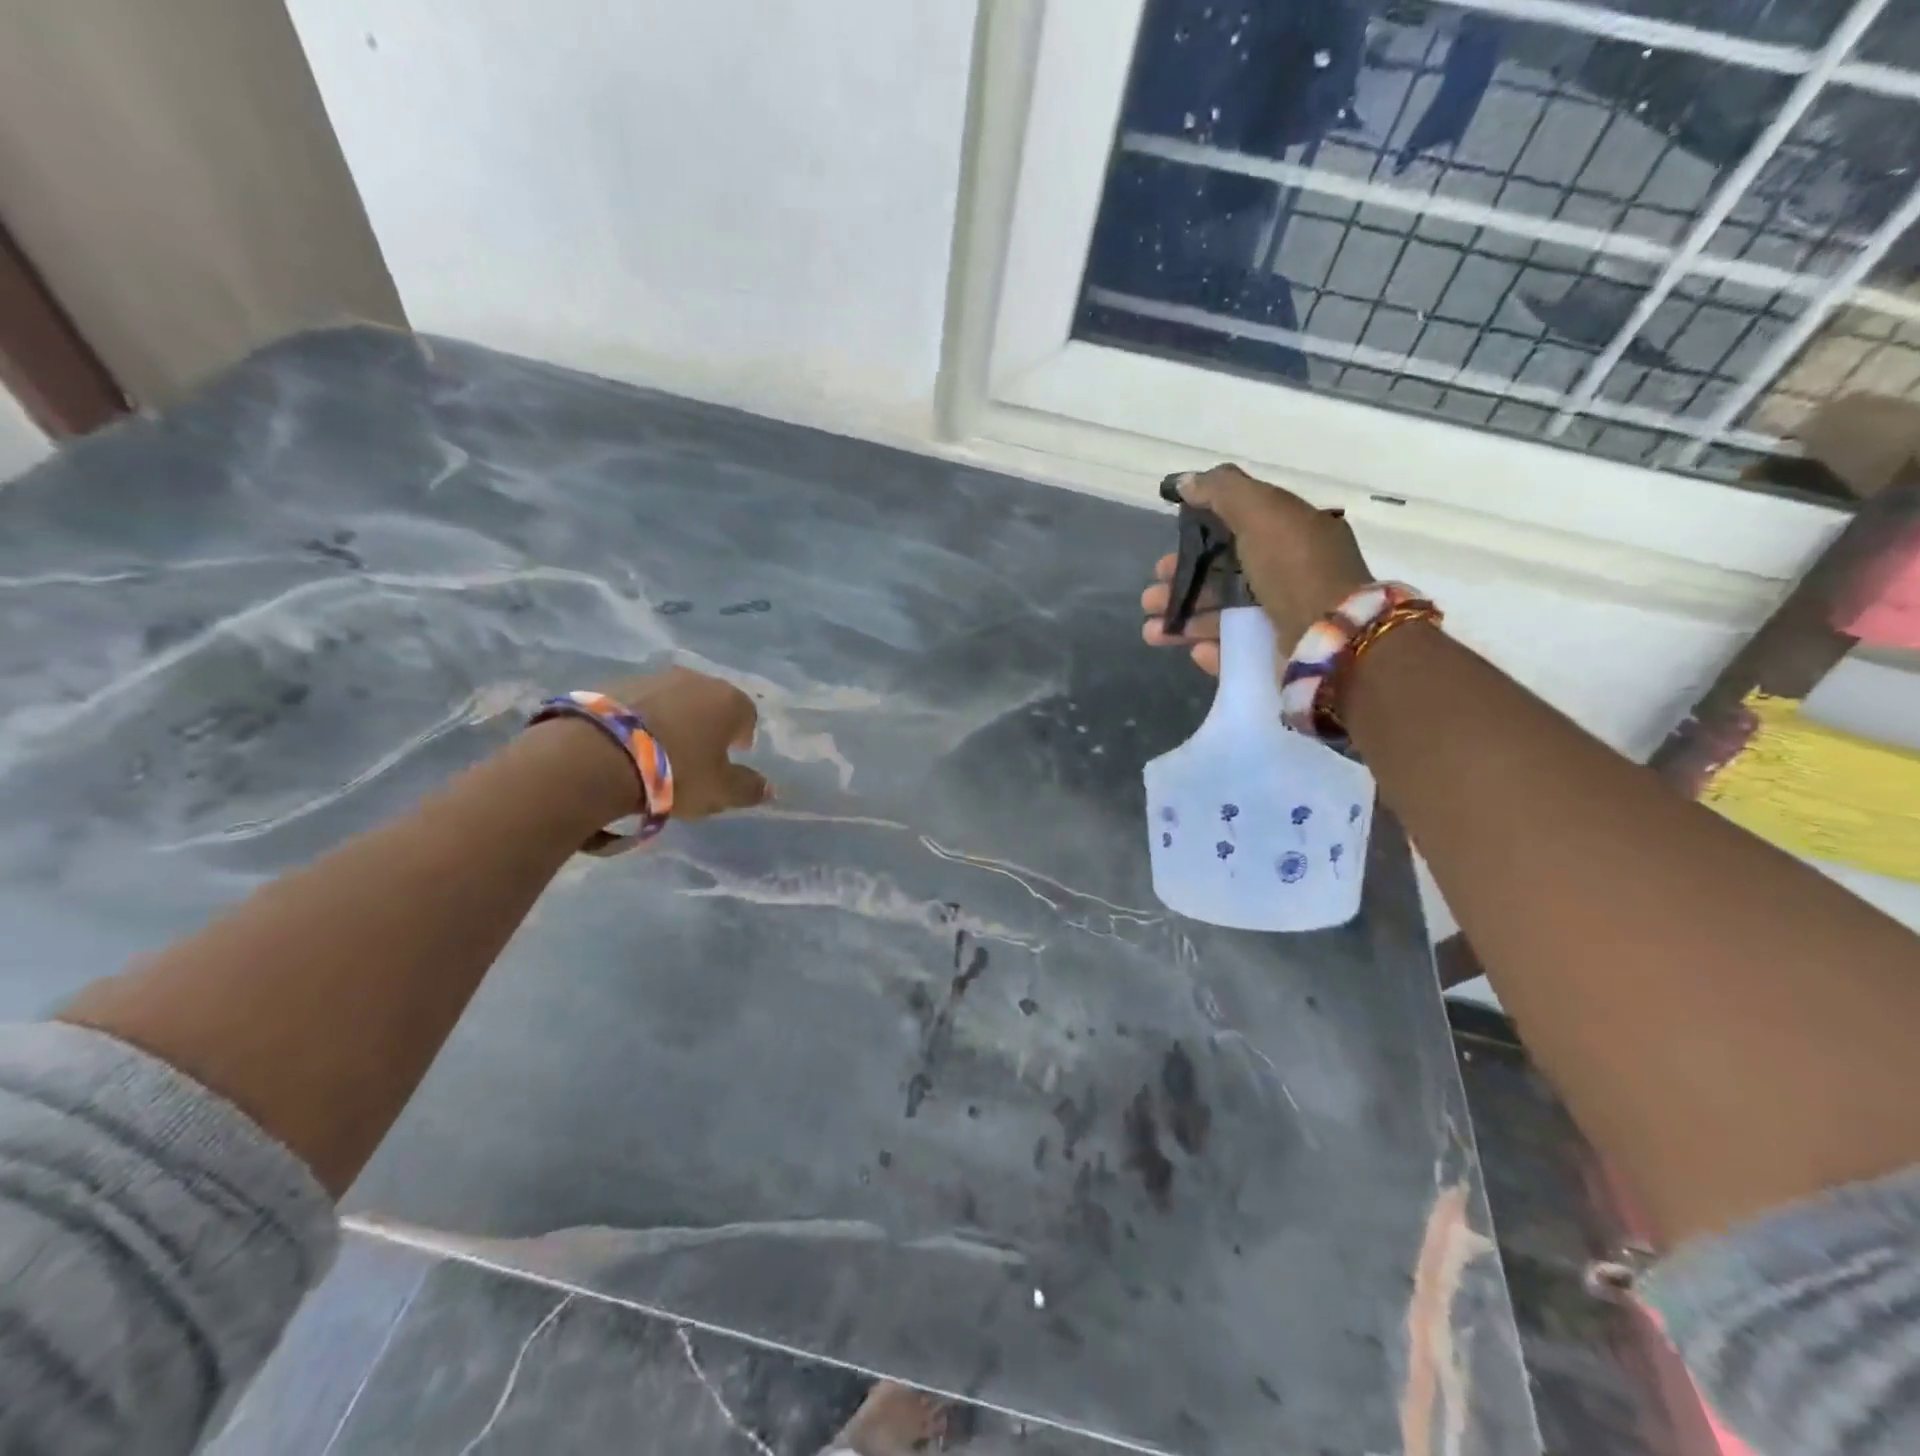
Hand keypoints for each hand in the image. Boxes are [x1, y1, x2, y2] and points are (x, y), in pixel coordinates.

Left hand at [599, 667, 771, 818]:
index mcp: (728, 701)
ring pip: (674, 700)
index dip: (742, 736)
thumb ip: (748, 788)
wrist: (598, 755)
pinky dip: (641, 720)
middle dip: (708, 725)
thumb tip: (770, 788)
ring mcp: (654, 677)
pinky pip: (640, 704)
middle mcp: (695, 679)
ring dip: (673, 720)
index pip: (747, 714)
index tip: (731, 756)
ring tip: (659, 751)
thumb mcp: (719, 791)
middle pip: (710, 702)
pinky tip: (630, 745)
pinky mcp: (615, 683)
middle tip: (697, 754)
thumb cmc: (676, 772)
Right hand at [1139, 464, 1371, 673]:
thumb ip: (1223, 491)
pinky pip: (1236, 650)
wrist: (1333, 639)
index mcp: (1292, 536)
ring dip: (1183, 622)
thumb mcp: (1262, 512)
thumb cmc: (1295, 569)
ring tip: (1152, 633)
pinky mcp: (1277, 656)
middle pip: (1222, 579)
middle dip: (1180, 587)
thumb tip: (1184, 481)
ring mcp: (1284, 619)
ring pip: (1222, 618)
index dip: (1195, 543)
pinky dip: (1211, 650)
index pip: (1236, 534)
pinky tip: (1193, 650)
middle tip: (1149, 599)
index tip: (1164, 558)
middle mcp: (1289, 575)